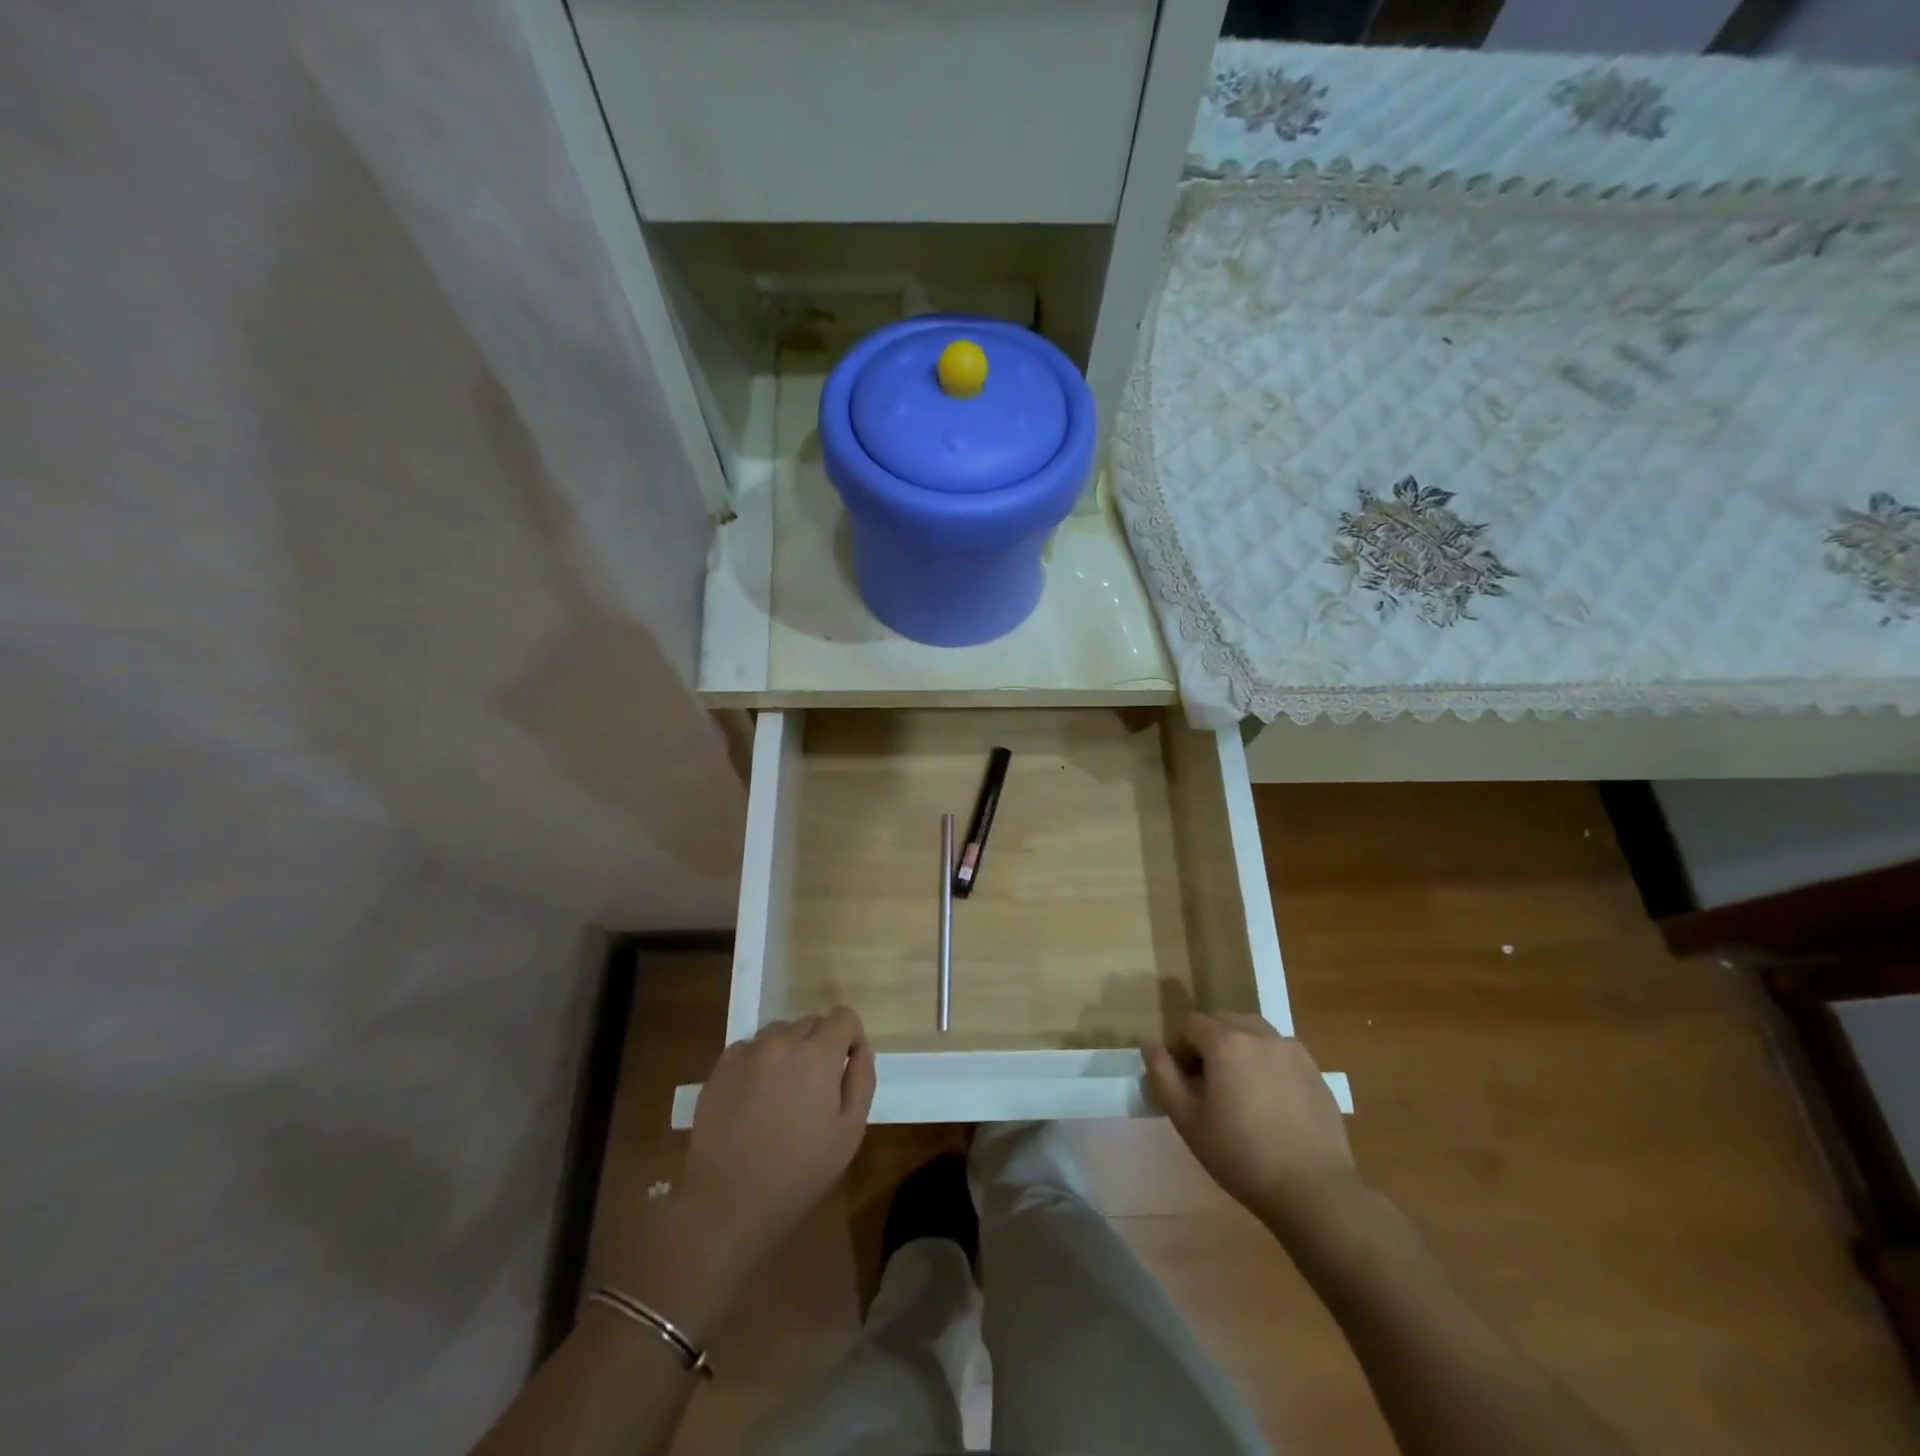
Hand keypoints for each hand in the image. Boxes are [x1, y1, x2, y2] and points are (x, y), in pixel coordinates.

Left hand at [683, 1008, 876, 1264]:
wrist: (729, 1202)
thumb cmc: (799, 1171)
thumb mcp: (850, 1132)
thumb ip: (861, 1080)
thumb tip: (859, 1049)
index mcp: (817, 1054)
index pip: (843, 1016)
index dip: (850, 1038)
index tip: (845, 1067)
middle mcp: (781, 1041)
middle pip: (811, 1022)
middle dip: (820, 1045)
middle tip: (816, 1087)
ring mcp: (746, 1052)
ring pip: (779, 1032)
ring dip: (789, 1050)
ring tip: (784, 1092)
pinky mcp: (719, 1069)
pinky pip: (749, 1048)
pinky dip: (759, 1062)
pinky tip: (755, 1098)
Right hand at [1144, 1012, 1356, 1223]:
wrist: (1314, 1191)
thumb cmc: (1241, 1155)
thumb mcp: (1187, 1120)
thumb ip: (1163, 1076)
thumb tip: (1150, 1046)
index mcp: (1225, 1041)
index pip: (1190, 1024)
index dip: (1179, 1048)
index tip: (1182, 1081)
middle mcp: (1258, 1034)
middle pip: (1222, 1022)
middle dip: (1208, 1044)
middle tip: (1207, 1085)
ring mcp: (1290, 1049)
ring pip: (1252, 1032)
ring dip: (1237, 1048)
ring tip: (1239, 1088)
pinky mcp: (1314, 1070)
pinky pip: (1279, 1051)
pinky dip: (1266, 1062)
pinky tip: (1270, 1101)